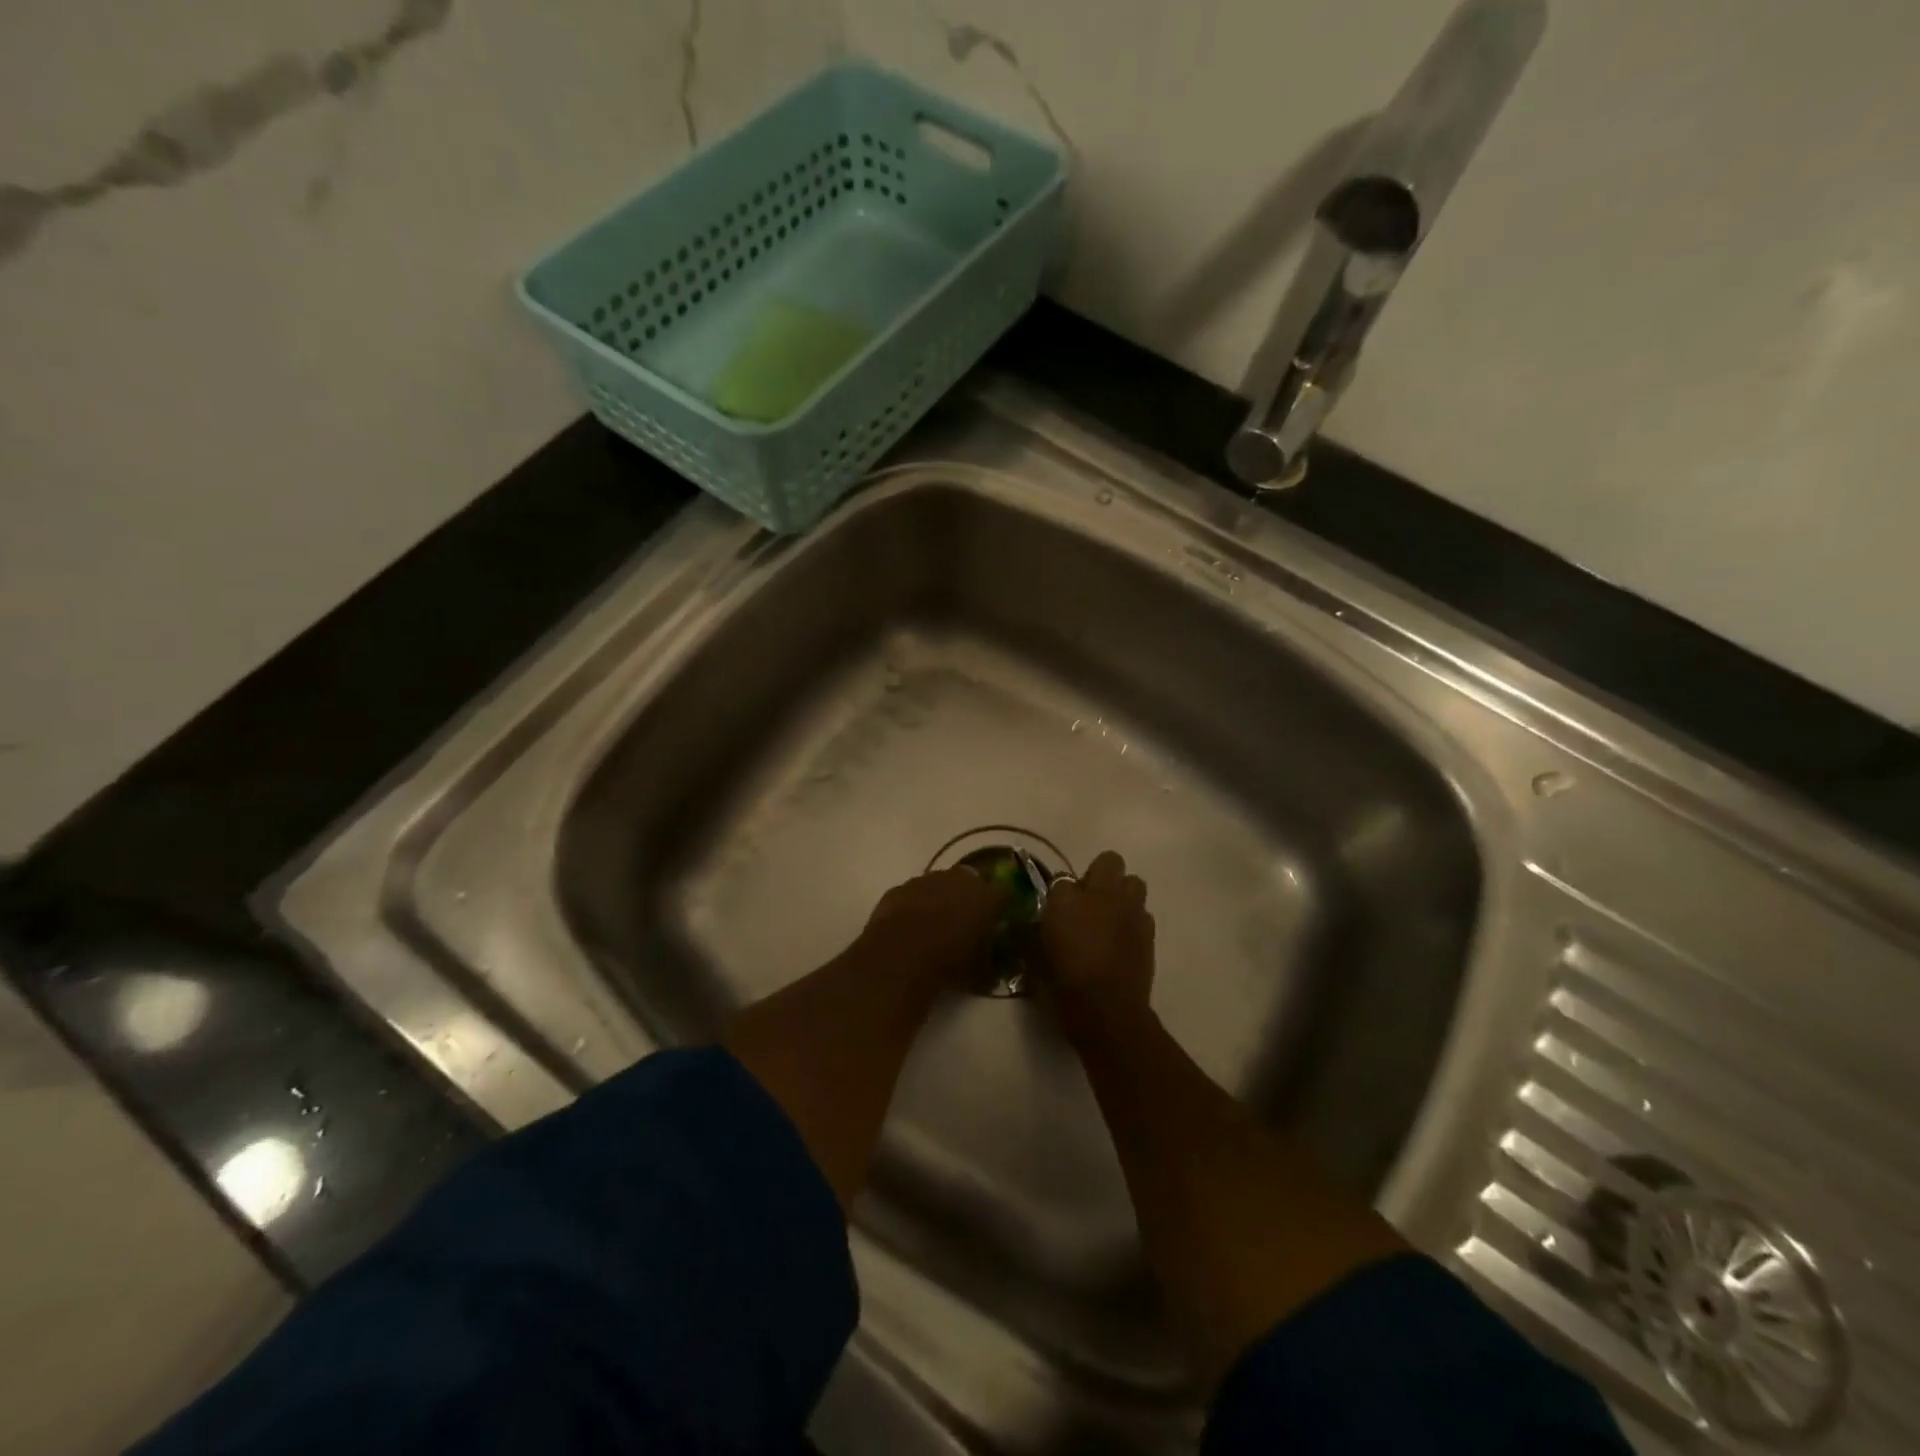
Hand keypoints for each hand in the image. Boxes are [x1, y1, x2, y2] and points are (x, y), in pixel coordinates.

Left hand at [860, 868, 1008, 983]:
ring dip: (942, 899)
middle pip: (971, 882)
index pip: (1005, 891)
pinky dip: (915, 905)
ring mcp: (926, 880)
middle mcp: (959, 879)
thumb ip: (993, 965)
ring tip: (937, 925)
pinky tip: (910, 927)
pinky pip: (914, 894)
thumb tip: (998, 969)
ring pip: (940, 884)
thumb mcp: (981, 974)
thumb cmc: (949, 963)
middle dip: (971, 898)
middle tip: (967, 921)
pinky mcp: (900, 888)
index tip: (1000, 919)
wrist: (898, 957)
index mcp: (986, 896)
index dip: (1003, 905)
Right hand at [1041, 851, 1154, 1028]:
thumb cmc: (1063, 980)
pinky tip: (1123, 939)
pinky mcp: (1149, 931)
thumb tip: (1037, 922)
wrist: (1106, 1009)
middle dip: (1100, 874)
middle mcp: (1102, 893)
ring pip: (1134, 883)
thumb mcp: (1035, 954)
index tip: (1056, 908)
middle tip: (1089, 900)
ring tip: (1111, 916)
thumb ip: (1034, 930)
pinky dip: (1133, 920)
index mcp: (1067, 896)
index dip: (1059, 891)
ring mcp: (1131, 909)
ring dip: (1122, 893)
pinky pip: (1143, 912)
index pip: (1061, 877)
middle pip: (1109, 861)